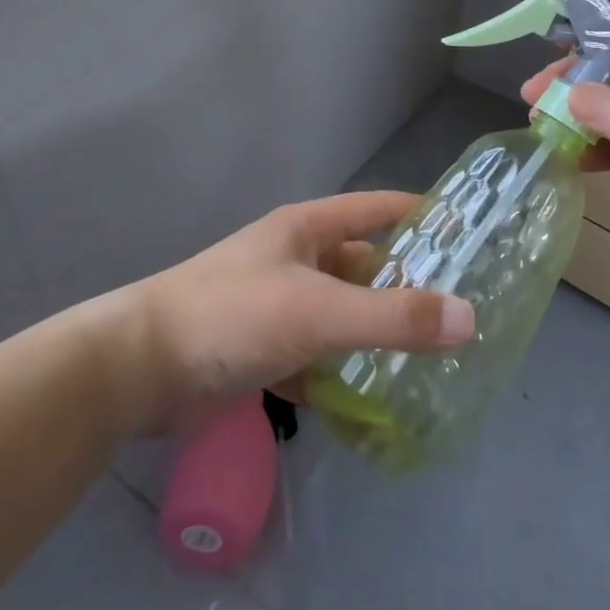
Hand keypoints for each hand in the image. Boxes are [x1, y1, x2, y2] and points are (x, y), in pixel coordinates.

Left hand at [131, 192, 474, 426]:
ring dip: (375, 336)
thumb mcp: (319, 311)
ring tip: (430, 360)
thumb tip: (470, 319)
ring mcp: (278, 305)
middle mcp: (295, 260)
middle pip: (364, 266)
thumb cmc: (234, 316)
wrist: (139, 369)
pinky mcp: (262, 350)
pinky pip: (316, 356)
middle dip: (406, 287)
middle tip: (461, 312)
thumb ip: (393, 317)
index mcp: (307, 229)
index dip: (421, 214)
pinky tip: (372, 401)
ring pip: (342, 315)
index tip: (469, 231)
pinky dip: (340, 374)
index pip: (377, 208)